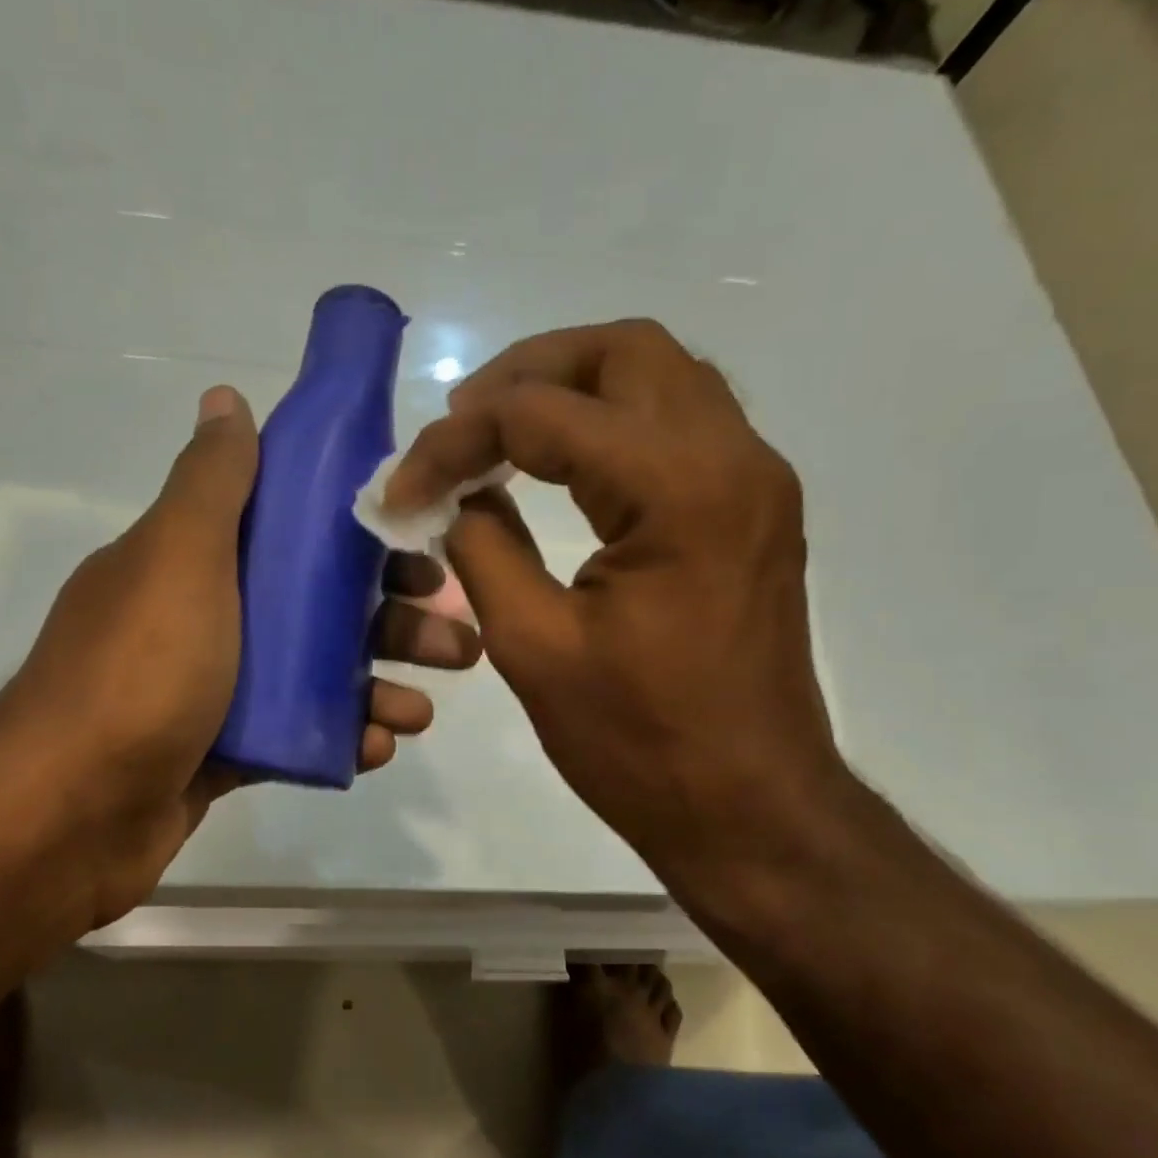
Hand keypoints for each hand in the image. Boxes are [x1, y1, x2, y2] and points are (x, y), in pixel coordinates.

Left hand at [0, 385, 480, 929]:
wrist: (70, 814)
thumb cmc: (140, 673)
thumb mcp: (176, 559)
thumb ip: (210, 482)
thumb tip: (225, 397)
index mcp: (193, 562)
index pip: (292, 532)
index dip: (360, 536)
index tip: (419, 551)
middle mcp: (205, 618)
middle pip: (317, 606)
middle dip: (391, 619)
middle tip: (454, 641)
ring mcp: (214, 691)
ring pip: (316, 676)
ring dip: (378, 685)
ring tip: (422, 711)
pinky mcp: (223, 754)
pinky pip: (297, 735)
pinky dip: (340, 737)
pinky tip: (379, 747)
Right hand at [382, 319, 842, 887]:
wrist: (750, 808)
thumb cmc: (640, 743)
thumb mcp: (534, 647)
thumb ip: (484, 549)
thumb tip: (458, 497)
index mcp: (677, 489)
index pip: (543, 412)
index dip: (456, 439)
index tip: (403, 486)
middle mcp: (732, 456)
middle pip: (623, 349)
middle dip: (526, 374)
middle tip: (462, 425)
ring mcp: (754, 480)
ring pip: (660, 377)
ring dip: (573, 388)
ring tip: (501, 435)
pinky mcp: (753, 510)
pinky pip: (680, 423)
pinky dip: (612, 423)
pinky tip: (562, 467)